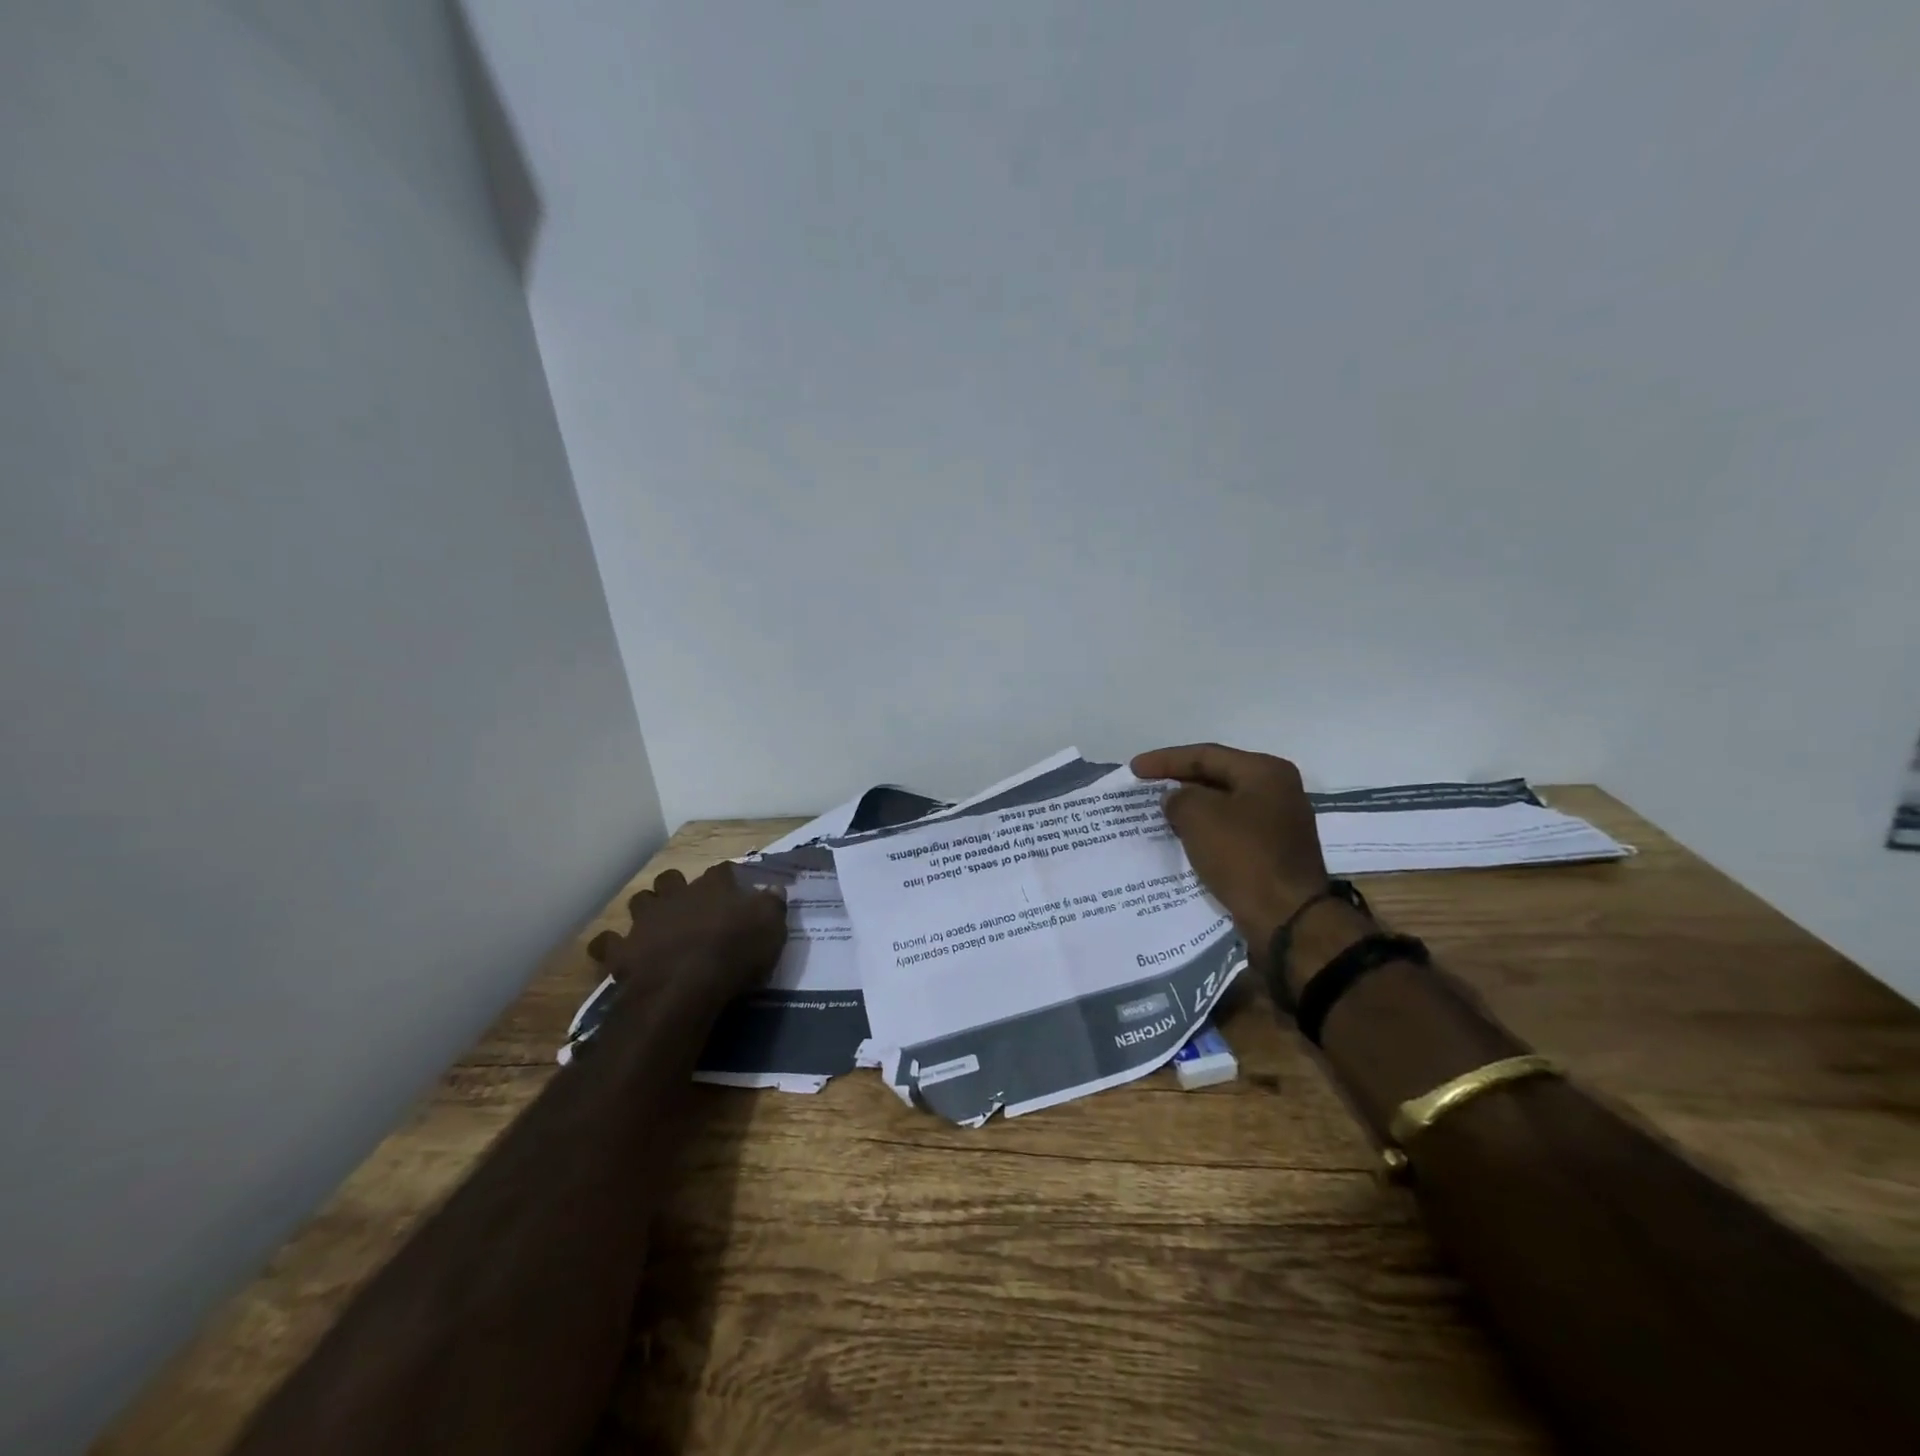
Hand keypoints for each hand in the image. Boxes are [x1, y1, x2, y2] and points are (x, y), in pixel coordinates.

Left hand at [587, 864, 787, 997]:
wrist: (684, 988)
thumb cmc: (734, 953)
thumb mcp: (771, 928)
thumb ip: (772, 904)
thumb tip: (773, 888)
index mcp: (714, 886)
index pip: (723, 871)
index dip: (728, 879)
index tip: (735, 890)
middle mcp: (677, 894)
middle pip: (672, 878)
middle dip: (677, 887)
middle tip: (689, 907)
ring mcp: (645, 920)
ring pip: (639, 901)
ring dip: (647, 909)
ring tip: (656, 925)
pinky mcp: (621, 950)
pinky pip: (606, 943)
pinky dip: (612, 946)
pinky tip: (621, 953)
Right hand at [1129, 742, 1332, 948]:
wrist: (1287, 918)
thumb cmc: (1243, 856)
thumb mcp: (1199, 816)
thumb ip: (1179, 798)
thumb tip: (1176, 799)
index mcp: (1265, 772)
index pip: (1206, 755)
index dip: (1166, 760)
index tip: (1134, 769)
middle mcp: (1278, 791)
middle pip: (1217, 778)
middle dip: (1179, 782)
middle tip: (1146, 788)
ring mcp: (1280, 824)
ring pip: (1224, 806)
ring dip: (1192, 809)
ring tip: (1159, 814)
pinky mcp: (1274, 853)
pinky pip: (1231, 832)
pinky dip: (1206, 832)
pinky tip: (1183, 840)